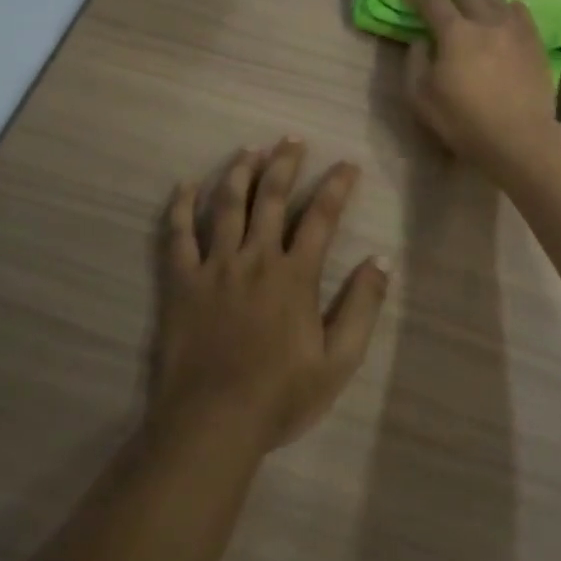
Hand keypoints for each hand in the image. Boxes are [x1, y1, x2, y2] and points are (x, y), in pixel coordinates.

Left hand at [152, 139, 389, 452]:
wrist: (214, 422)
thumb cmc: (280, 395)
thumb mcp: (338, 360)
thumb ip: (362, 306)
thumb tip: (382, 260)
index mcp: (295, 275)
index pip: (321, 217)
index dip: (336, 187)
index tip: (347, 164)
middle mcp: (255, 258)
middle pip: (271, 198)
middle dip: (284, 163)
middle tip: (292, 139)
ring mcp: (215, 266)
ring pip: (226, 205)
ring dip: (239, 172)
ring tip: (249, 149)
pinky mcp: (181, 281)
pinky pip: (178, 235)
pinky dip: (180, 207)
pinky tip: (185, 185)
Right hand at [399, 0, 559, 171]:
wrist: (520, 138)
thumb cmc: (464, 121)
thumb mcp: (421, 97)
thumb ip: (415, 62)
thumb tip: (420, 40)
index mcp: (455, 32)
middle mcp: (485, 21)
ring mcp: (514, 28)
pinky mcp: (534, 41)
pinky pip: (519, 10)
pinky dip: (505, 4)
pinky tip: (503, 10)